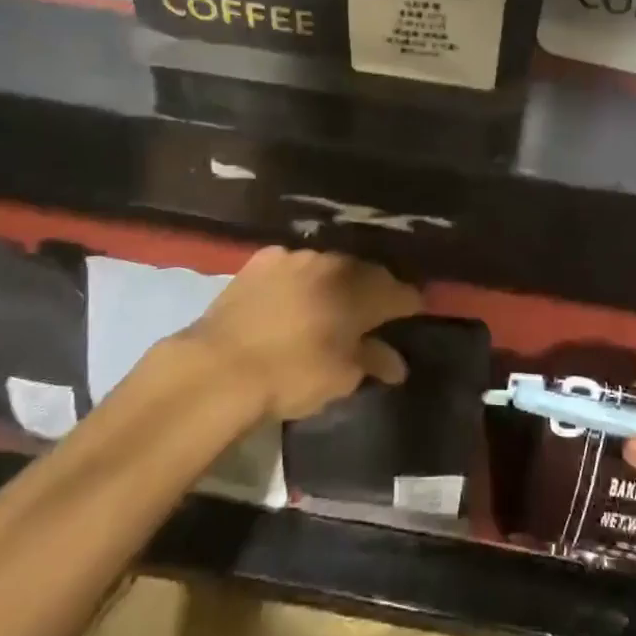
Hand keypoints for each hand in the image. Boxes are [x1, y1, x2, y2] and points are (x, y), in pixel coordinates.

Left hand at [185, 247, 414, 418]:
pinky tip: (291, 297)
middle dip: (374, 290)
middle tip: (371, 312)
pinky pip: (293, 265)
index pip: (400, 292)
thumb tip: (396, 363)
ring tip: (329, 303)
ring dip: (335, 282)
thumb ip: (373, 362)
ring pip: (329, 265)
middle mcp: (335, 265)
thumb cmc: (292, 376)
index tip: (414, 313)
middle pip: (366, 273)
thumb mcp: (341, 378)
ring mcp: (297, 257)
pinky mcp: (263, 260)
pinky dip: (300, 279)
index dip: (410, 304)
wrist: (220, 367)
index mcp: (362, 292)